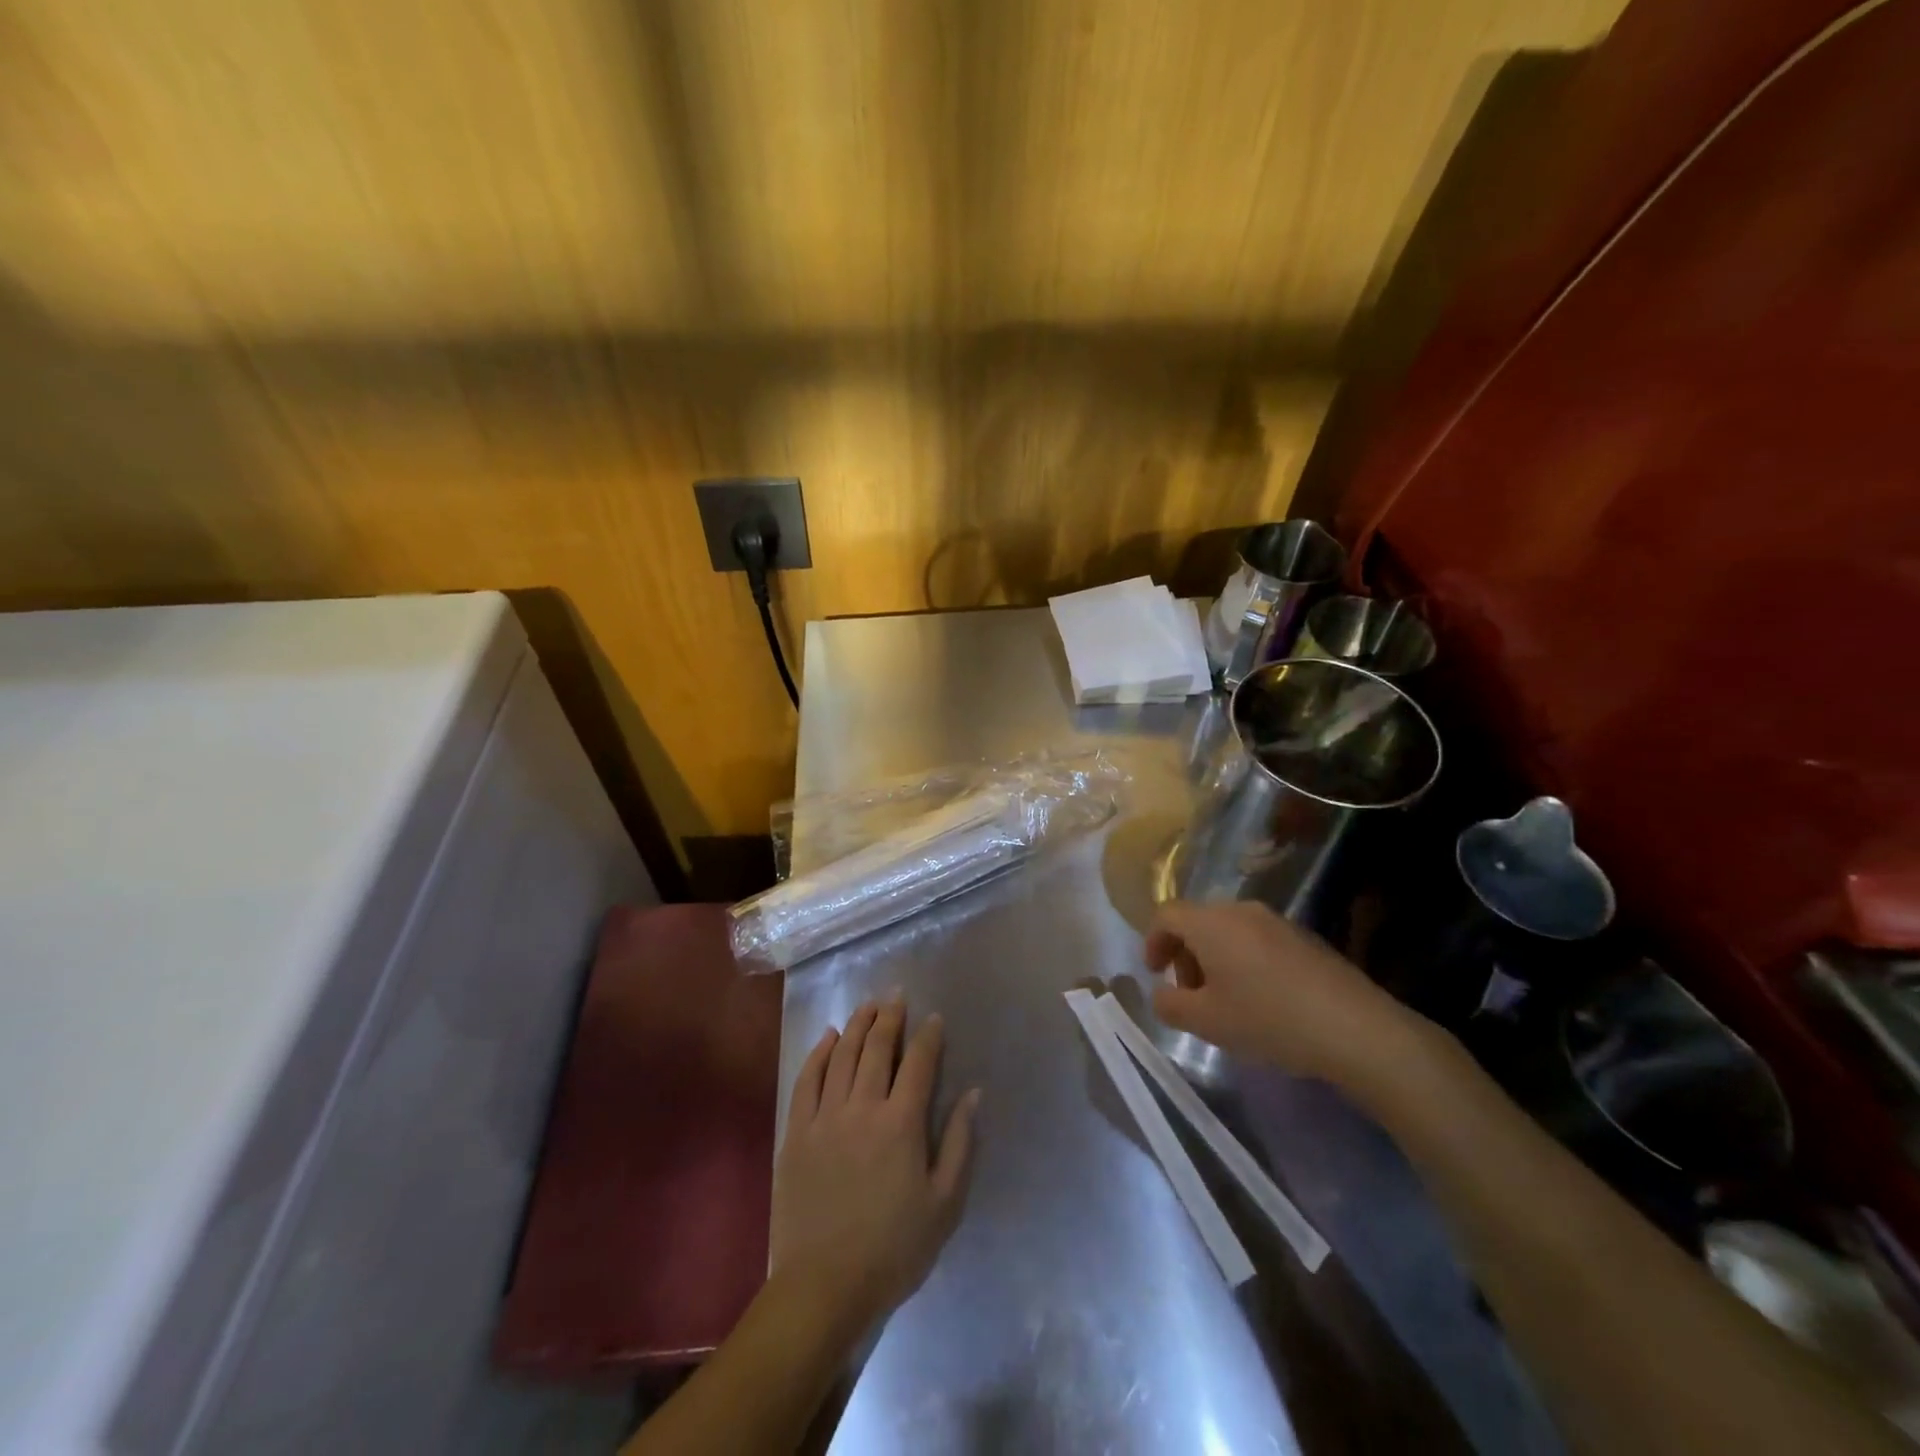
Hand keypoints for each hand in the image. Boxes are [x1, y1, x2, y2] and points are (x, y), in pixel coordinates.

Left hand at [770, 999, 979, 1340]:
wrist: (825, 1286)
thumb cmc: (894, 1248)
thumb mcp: (944, 1204)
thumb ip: (959, 1143)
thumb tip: (973, 1094)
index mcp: (901, 1123)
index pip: (919, 1063)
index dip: (929, 1036)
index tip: (934, 1018)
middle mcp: (863, 1107)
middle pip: (878, 1048)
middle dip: (890, 1016)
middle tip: (896, 994)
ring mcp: (825, 1117)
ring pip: (842, 1055)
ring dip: (857, 1025)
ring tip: (868, 1005)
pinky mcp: (796, 1132)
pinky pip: (807, 1080)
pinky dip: (819, 1053)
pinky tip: (828, 1037)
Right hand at [1146, 899, 1431, 1098]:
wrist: (1355, 1028)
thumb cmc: (1268, 1019)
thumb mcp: (1207, 1022)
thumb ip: (1169, 1005)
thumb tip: (1161, 994)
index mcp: (1211, 922)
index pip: (1166, 915)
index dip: (1152, 942)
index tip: (1154, 974)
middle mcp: (1241, 910)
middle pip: (1198, 920)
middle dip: (1184, 953)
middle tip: (1189, 993)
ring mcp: (1277, 921)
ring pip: (1228, 929)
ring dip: (1214, 957)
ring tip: (1225, 999)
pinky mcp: (1304, 937)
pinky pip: (1257, 939)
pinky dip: (1243, 960)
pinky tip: (1261, 999)